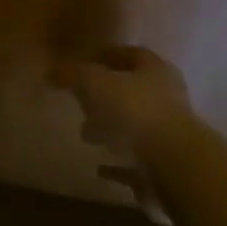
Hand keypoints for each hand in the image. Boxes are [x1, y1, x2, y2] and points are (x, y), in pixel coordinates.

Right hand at [50, 46, 193, 215]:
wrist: (175, 167)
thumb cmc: (134, 113)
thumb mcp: (94, 84)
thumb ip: (72, 75)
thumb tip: (52, 73)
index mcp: (156, 71)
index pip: (133, 55)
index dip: (109, 56)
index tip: (86, 63)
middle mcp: (169, 100)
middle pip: (136, 93)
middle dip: (109, 97)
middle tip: (83, 103)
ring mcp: (171, 136)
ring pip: (138, 128)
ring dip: (114, 131)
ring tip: (87, 135)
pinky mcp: (168, 170)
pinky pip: (138, 163)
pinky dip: (119, 165)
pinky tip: (101, 170)